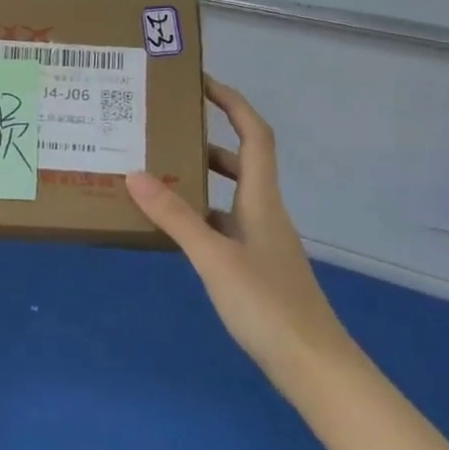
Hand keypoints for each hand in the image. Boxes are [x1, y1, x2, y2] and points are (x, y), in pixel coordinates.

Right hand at [125, 76, 352, 388]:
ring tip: (156, 174)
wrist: (313, 366)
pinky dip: (197, 215)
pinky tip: (171, 228)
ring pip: (228, 195)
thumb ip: (175, 217)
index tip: (202, 83)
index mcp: (262, 201)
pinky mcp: (254, 267)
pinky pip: (222, 225)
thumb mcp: (214, 258)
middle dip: (205, 139)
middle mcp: (264, 213)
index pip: (254, 136)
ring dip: (198, 179)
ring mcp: (260, 241)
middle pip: (240, 161)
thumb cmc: (268, 306)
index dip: (234, 104)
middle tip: (164, 131)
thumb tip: (135, 174)